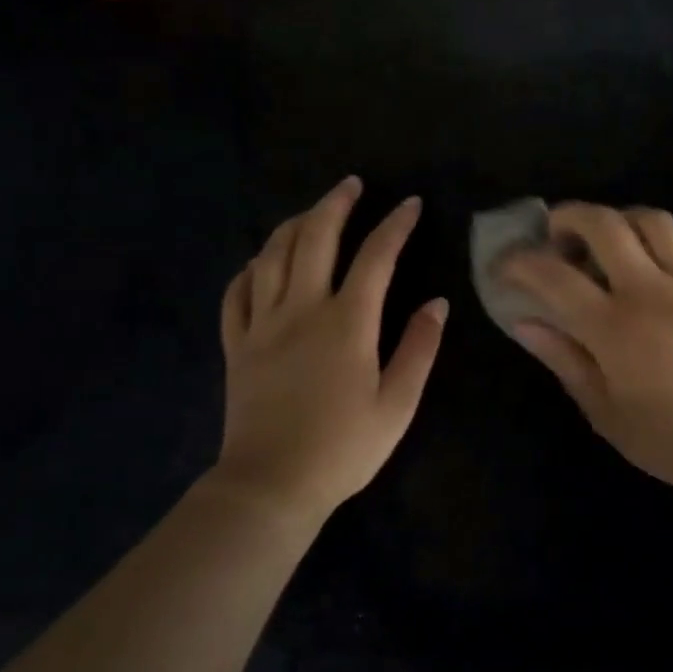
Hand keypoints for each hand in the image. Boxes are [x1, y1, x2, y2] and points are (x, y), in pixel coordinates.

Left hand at [214, 178, 445, 516]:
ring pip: (272, 255)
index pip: (376, 257)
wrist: (271, 486)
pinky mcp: (236, 346)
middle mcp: (302, 310)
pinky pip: (237, 293)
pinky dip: (249, 269)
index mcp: (347, 323)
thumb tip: (436, 303)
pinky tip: (260, 263)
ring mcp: (262, 325)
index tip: (409, 204)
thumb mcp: (398, 404)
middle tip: (351, 185)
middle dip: (335, 204)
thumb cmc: (343, 449)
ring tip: (310, 214)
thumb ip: (419, 349)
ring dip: (293, 225)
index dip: (395, 225)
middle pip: (315, 238)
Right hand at [500, 203, 672, 503]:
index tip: (505, 267)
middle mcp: (651, 290)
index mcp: (613, 327)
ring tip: (608, 241)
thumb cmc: (671, 440)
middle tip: (556, 234)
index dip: (520, 263)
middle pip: (604, 224)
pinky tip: (652, 264)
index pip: (554, 275)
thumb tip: (524, 323)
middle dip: (569, 216)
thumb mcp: (605, 411)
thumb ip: (564, 359)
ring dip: (619, 219)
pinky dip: (658, 241)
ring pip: (652, 220)